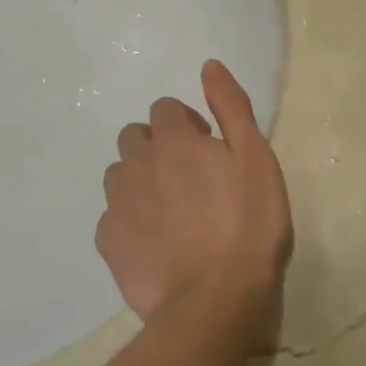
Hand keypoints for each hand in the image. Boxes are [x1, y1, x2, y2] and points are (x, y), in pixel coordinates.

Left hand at [96, 59, 292, 324]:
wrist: (216, 299)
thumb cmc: (248, 223)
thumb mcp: (256, 157)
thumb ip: (231, 107)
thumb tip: (209, 66)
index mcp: (174, 140)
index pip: (165, 108)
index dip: (188, 123)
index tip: (210, 148)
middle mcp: (137, 164)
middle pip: (136, 137)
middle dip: (159, 146)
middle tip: (191, 178)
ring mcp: (118, 205)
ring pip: (120, 175)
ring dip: (142, 180)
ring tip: (173, 211)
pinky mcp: (109, 243)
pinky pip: (113, 217)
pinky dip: (132, 219)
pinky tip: (159, 242)